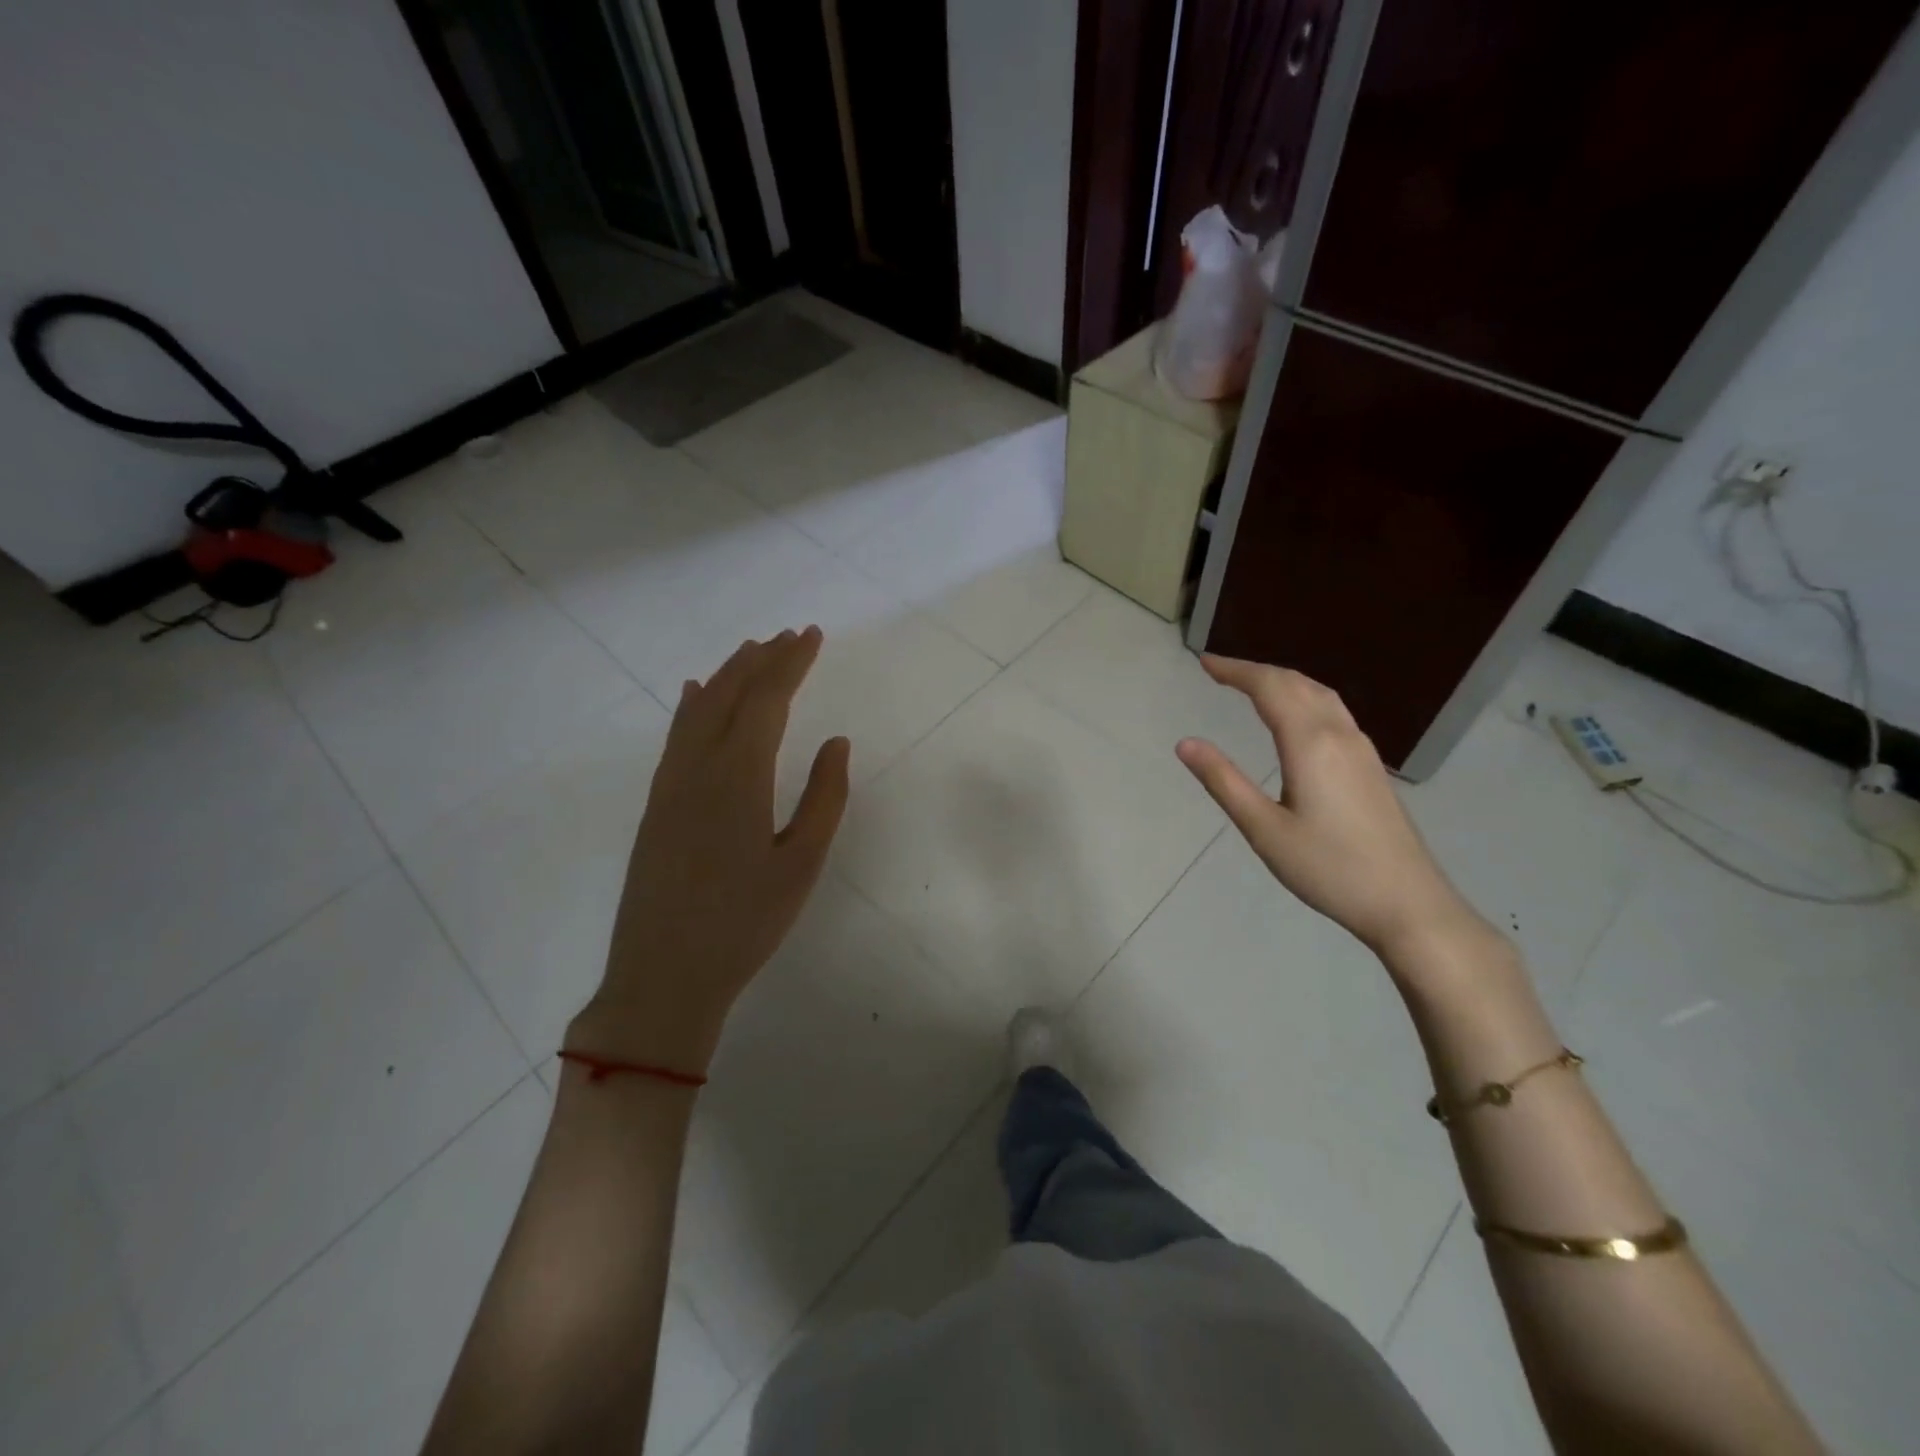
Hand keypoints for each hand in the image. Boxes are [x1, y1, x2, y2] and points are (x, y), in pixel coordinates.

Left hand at [569, 628, 850, 1073]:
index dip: (791, 663)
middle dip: (762, 660)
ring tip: (751, 650)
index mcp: (739, 778)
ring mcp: (669, 785)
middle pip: (730, 695)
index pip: (766, 700)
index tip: (812, 636)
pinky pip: (675, 737)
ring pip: (698, 710)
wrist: (663, 976)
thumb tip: (837, 741)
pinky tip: (696, 695)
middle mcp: (698, 768)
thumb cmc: (745, 924)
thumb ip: (824, 797)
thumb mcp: (801, 865)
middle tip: (790, 635)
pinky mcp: (655, 805)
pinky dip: (692, 706)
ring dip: (728, 675)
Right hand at [1175, 656, 1490, 961]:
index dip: (1235, 671)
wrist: (1407, 903)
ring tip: (1252, 685)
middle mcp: (1339, 735)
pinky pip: (1334, 711)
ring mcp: (1361, 749)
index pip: (1269, 688)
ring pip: (1321, 694)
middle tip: (1220, 671)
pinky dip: (1305, 697)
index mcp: (1310, 744)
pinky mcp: (1371, 766)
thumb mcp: (1264, 829)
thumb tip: (1185, 744)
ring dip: (1284, 681)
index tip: (1204, 663)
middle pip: (1297, 684)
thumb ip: (1224, 782)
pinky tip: (1297, 716)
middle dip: (1256, 671)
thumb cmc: (1328, 868)